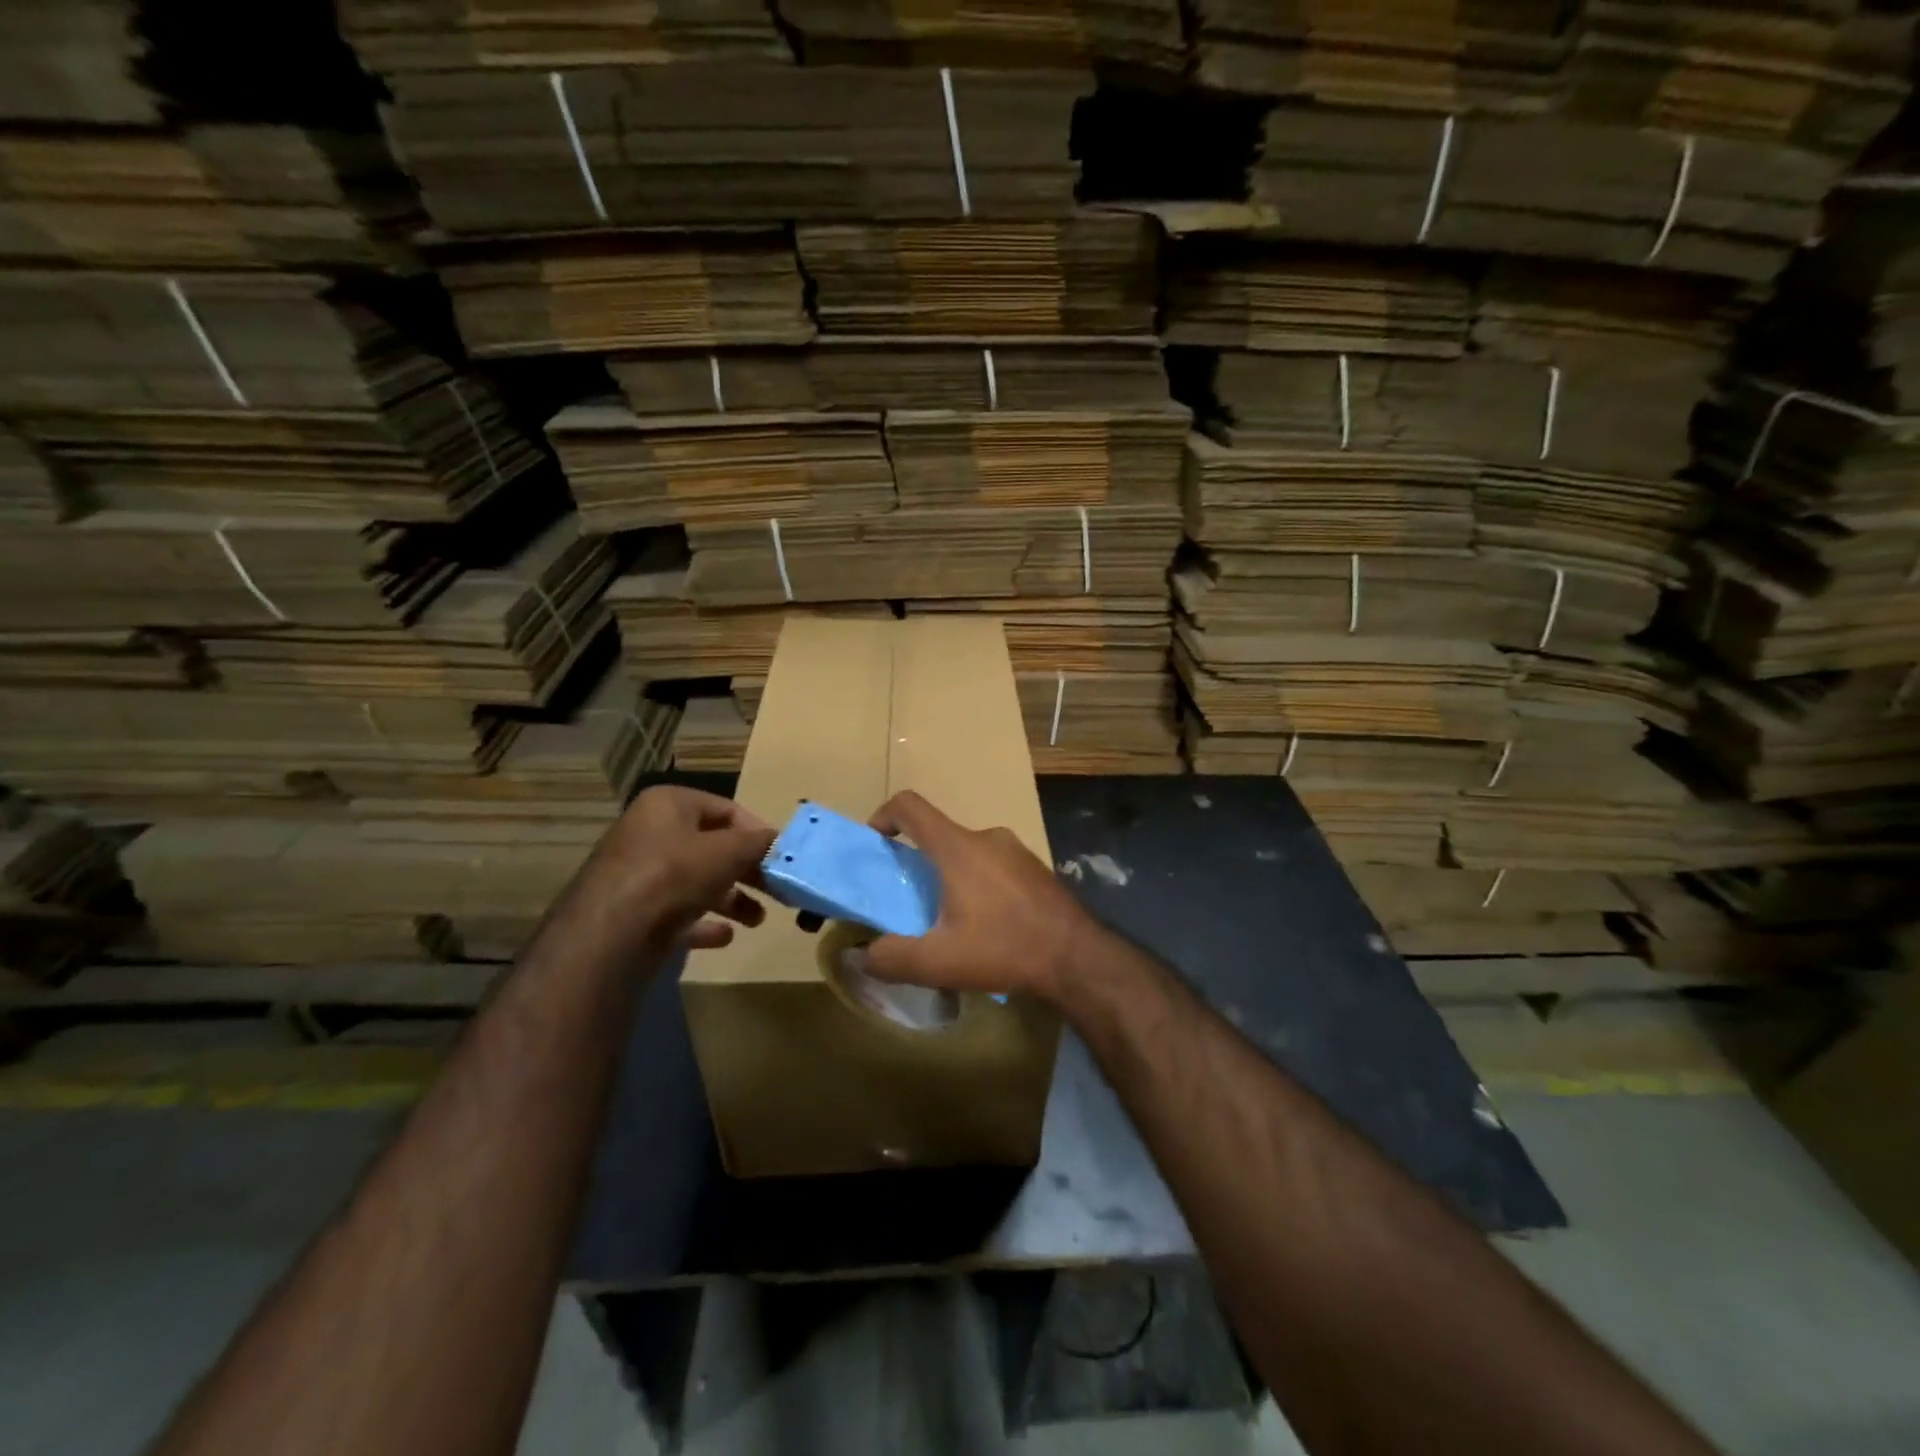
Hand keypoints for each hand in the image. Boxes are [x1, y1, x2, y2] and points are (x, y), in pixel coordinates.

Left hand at [582, 786, 773, 953]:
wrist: (610, 934)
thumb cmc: (673, 874)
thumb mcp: (727, 851)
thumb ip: (757, 843)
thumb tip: (777, 839)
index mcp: (668, 805)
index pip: (725, 809)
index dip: (756, 831)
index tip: (780, 856)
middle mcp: (650, 833)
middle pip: (711, 848)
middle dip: (746, 870)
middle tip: (776, 888)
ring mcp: (638, 875)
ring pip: (696, 881)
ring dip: (731, 899)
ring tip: (757, 919)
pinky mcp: (634, 913)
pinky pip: (677, 913)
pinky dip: (703, 923)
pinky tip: (726, 936)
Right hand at [863, 790, 1102, 1002]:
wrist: (1078, 958)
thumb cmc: (1004, 949)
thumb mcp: (938, 962)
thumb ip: (890, 958)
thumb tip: (862, 957)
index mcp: (958, 847)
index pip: (910, 806)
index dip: (883, 815)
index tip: (875, 844)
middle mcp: (987, 837)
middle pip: (939, 835)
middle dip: (918, 863)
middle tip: (912, 903)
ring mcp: (1016, 850)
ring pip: (968, 853)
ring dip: (951, 878)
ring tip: (951, 922)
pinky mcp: (1035, 868)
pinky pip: (994, 866)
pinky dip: (979, 885)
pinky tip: (988, 926)